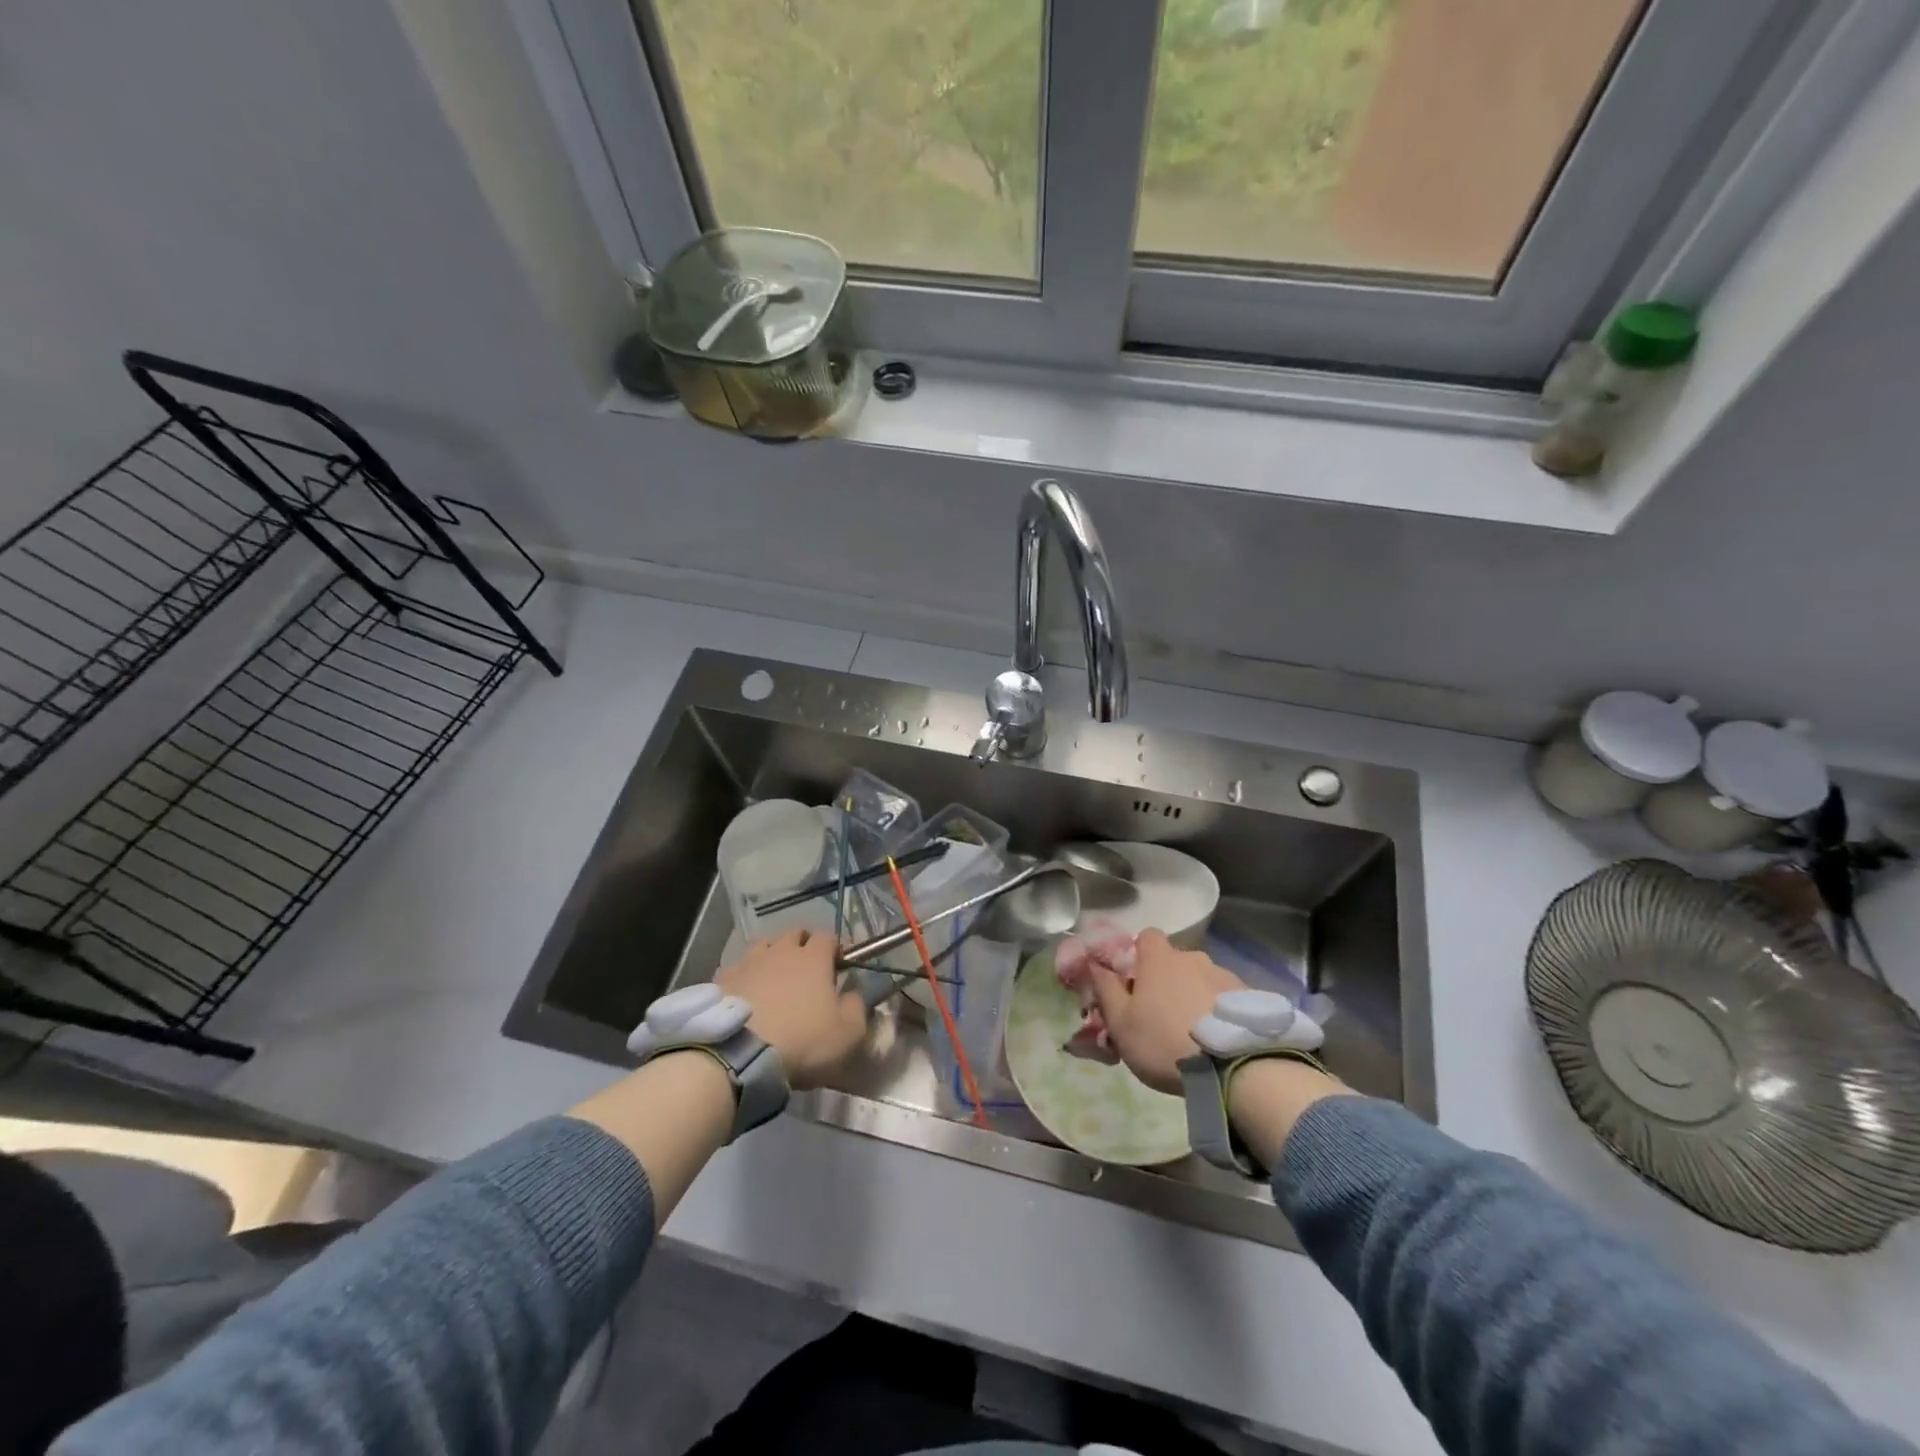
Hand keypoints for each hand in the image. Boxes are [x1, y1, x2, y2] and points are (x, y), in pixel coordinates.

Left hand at [716, 927, 868, 1088]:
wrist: (740, 1056)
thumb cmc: (802, 1040)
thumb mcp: (848, 1032)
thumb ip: (857, 1007)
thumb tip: (854, 994)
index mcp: (813, 957)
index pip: (828, 936)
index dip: (836, 948)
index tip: (841, 964)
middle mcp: (781, 950)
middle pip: (795, 934)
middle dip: (804, 944)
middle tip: (808, 968)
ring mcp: (748, 962)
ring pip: (764, 946)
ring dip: (773, 955)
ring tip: (775, 978)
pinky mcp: (722, 980)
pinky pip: (739, 968)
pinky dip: (747, 976)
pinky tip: (747, 995)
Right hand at [1081, 929, 1243, 1094]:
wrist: (1234, 1067)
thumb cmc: (1164, 1041)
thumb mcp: (1121, 1023)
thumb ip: (1105, 989)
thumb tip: (1093, 963)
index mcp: (1160, 959)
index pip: (1146, 936)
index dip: (1138, 954)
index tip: (1134, 981)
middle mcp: (1193, 958)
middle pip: (1174, 961)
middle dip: (1166, 980)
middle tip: (1160, 1014)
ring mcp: (1225, 976)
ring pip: (1200, 979)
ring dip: (1193, 996)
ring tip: (1194, 1033)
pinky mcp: (1250, 998)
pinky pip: (1225, 998)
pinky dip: (1218, 1011)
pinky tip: (1218, 1039)